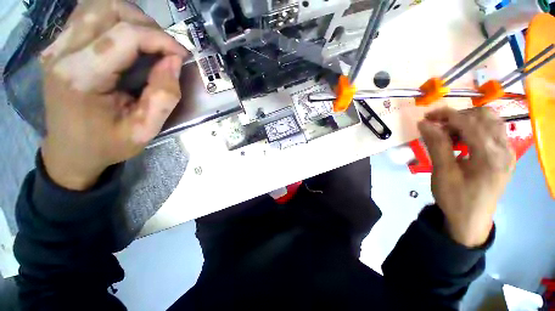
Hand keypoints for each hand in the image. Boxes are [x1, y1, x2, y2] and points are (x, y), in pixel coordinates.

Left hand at [40, 0, 187, 189]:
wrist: (70, 151)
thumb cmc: (107, 144)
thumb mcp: (144, 130)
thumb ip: (163, 97)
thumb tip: (174, 62)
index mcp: (81, 77)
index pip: (126, 36)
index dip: (161, 39)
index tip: (182, 55)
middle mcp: (63, 53)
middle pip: (110, 9)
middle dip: (147, 25)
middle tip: (165, 49)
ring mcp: (56, 47)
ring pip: (98, 5)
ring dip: (131, 18)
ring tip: (148, 41)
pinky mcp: (57, 46)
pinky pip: (87, 14)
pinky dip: (113, 19)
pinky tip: (125, 38)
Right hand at [418, 107, 514, 246]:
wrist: (471, 220)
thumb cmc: (455, 198)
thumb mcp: (443, 173)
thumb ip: (437, 145)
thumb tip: (424, 124)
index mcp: (490, 156)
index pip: (470, 123)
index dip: (446, 115)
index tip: (426, 117)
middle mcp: (505, 149)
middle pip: (484, 116)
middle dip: (457, 116)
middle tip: (437, 126)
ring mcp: (508, 152)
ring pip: (491, 121)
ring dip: (467, 121)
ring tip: (449, 133)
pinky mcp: (505, 156)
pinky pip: (493, 131)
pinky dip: (475, 129)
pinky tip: (462, 140)